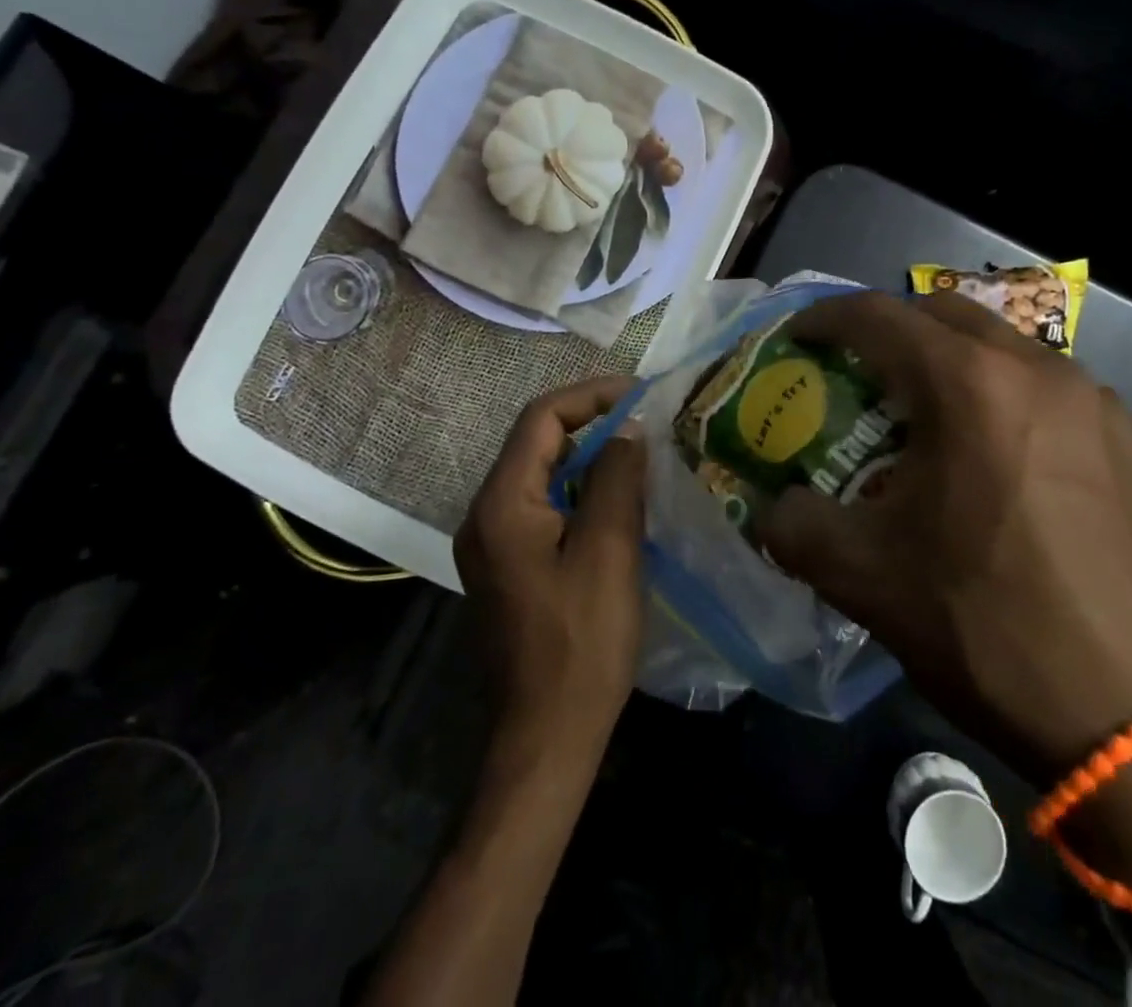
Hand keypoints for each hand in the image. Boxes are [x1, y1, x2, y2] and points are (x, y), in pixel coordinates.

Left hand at [457, 376, 646, 759]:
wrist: (547, 736)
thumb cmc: (582, 642)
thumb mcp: (610, 550)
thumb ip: (618, 477)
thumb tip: (629, 428)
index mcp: (501, 504)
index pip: (541, 419)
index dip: (591, 396)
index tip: (640, 395)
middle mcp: (485, 515)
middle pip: (537, 443)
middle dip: (592, 423)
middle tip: (646, 422)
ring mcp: (493, 543)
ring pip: (542, 475)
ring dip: (589, 457)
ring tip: (641, 455)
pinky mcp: (509, 566)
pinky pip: (544, 506)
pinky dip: (581, 491)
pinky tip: (619, 502)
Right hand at [755, 291, 1131, 784]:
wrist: (1129, 717)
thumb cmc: (985, 627)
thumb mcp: (864, 577)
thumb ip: (794, 525)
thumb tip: (772, 507)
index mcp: (970, 386)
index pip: (879, 317)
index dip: (827, 318)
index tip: (798, 337)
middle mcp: (1038, 369)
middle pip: (945, 314)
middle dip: (892, 329)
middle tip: (860, 371)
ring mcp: (1094, 400)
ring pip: (1003, 346)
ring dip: (953, 361)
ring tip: (928, 416)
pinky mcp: (1131, 439)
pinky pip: (1051, 388)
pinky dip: (1006, 396)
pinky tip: (999, 456)